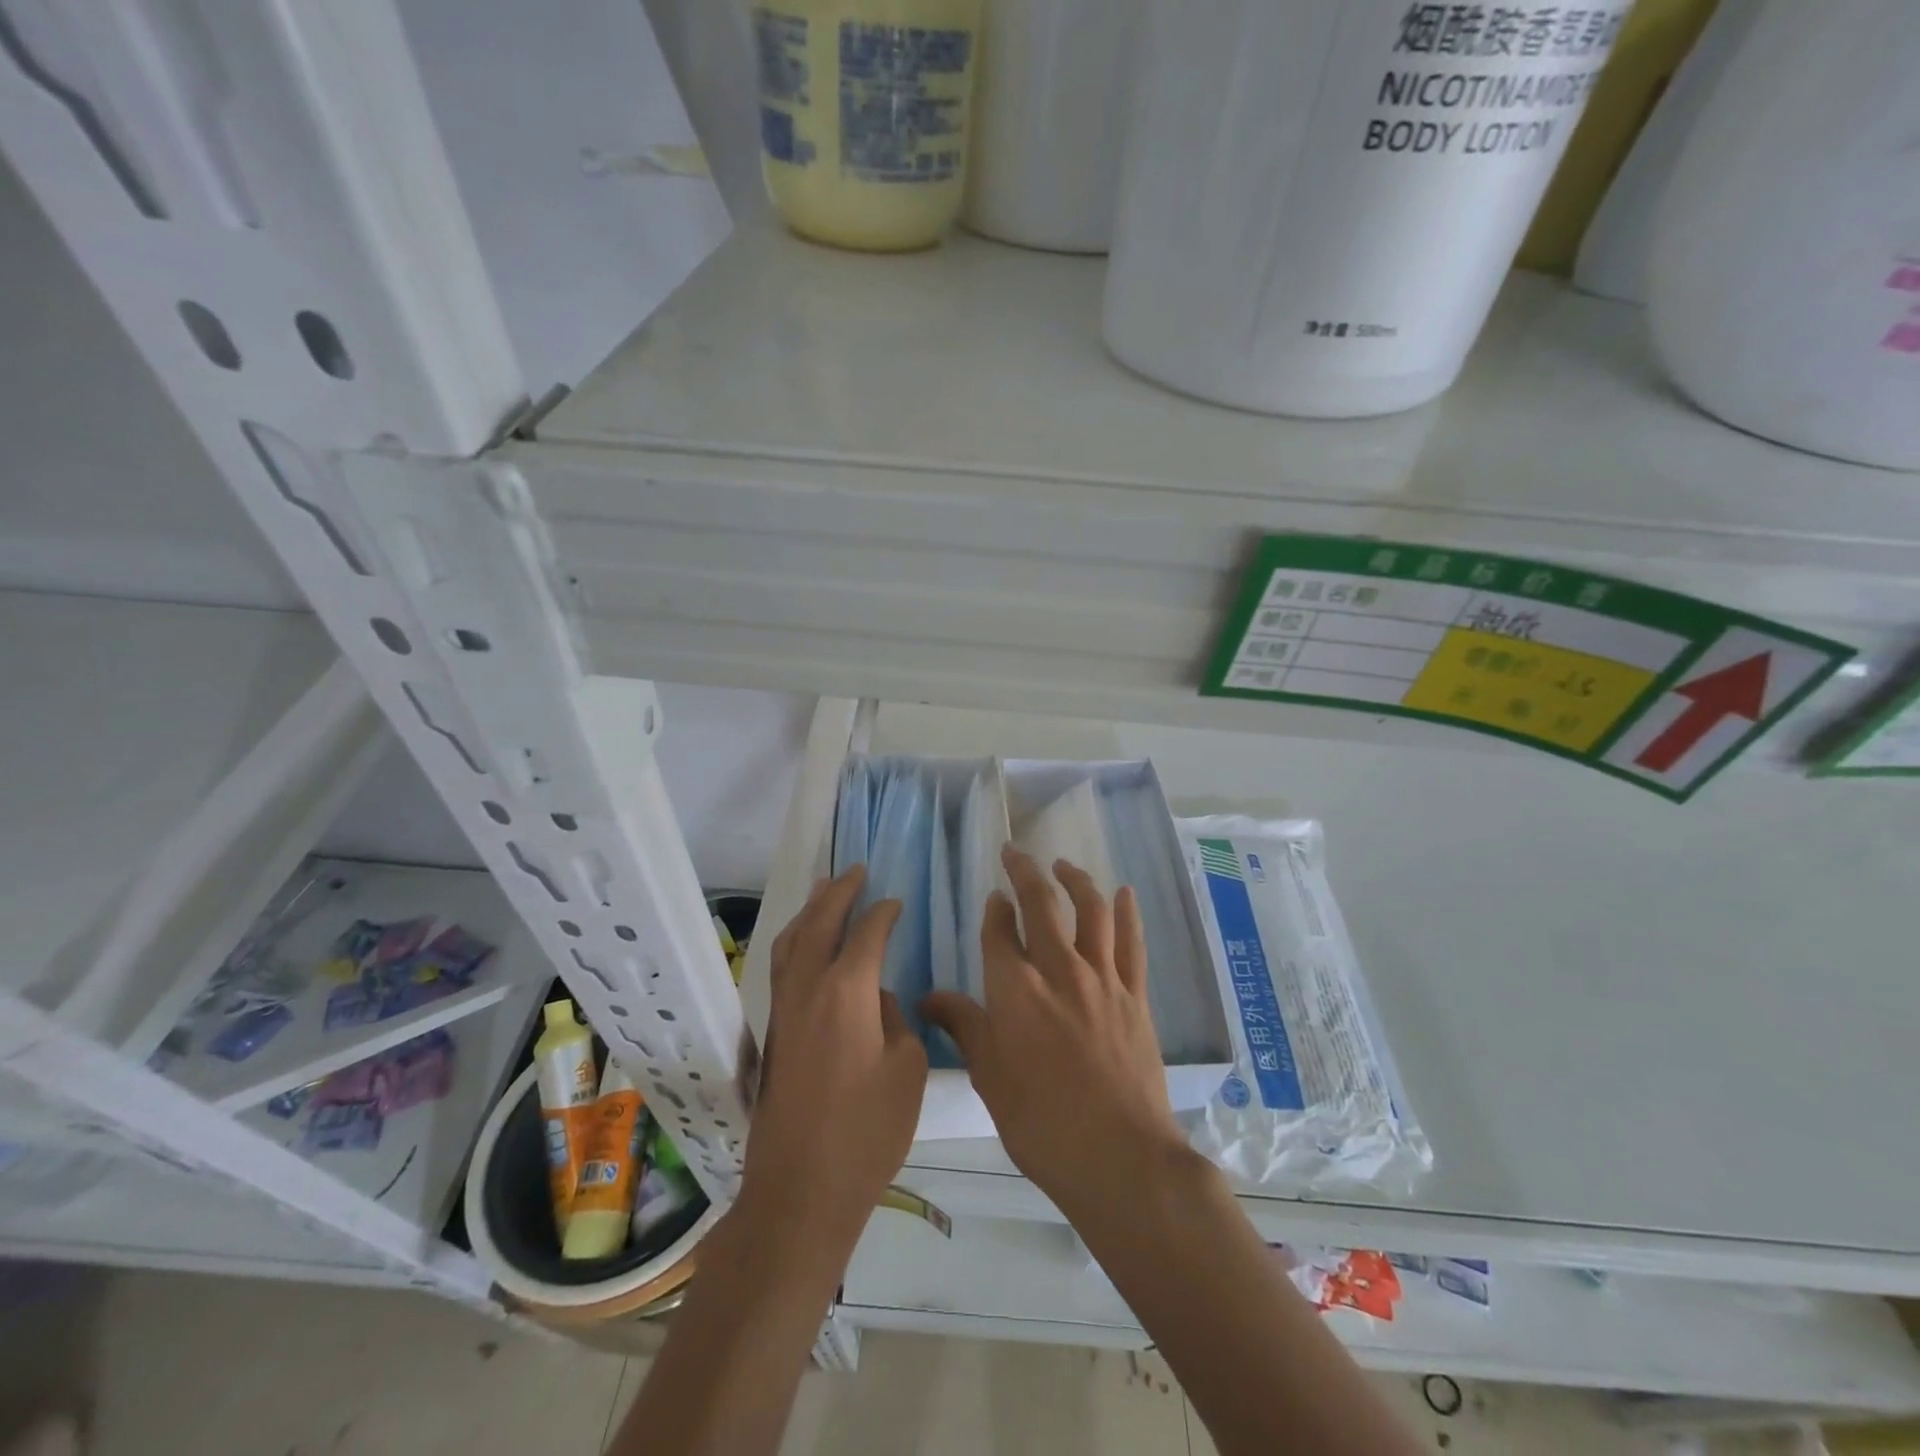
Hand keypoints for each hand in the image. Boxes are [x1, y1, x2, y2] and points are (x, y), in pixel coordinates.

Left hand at [742, 866, 927, 1243]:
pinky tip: (805, 945)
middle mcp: (808, 988)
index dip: (884, 913)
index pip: (867, 933)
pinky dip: (795, 941)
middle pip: (820, 923)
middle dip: (839, 893)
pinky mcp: (772, 1032)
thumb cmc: (867, 1132)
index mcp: (846, 991)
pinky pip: (782, 966)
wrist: (801, 1190)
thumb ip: (896, 1020)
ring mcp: (783, 1010)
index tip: (897, 902)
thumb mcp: (906, 1071)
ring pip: (791, 942)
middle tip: (856, 870)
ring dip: (810, 912)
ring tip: (824, 890)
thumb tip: (876, 999)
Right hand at [923, 847, 1189, 1219]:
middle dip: (1025, 872)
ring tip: (1063, 866)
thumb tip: (928, 998)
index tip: (993, 898)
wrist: (1119, 1157)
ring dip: (1075, 881)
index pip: (1000, 932)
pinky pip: (1132, 943)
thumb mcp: (989, 1077)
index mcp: (1015, 990)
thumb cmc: (1041, 1123)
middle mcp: (1058, 970)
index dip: (995, 910)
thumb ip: (963, 1027)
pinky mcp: (1135, 996)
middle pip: (1042, 905)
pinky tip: (1123, 893)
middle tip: (1016, 852)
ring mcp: (1102, 980)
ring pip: (1090, 911)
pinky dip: (1127, 913)